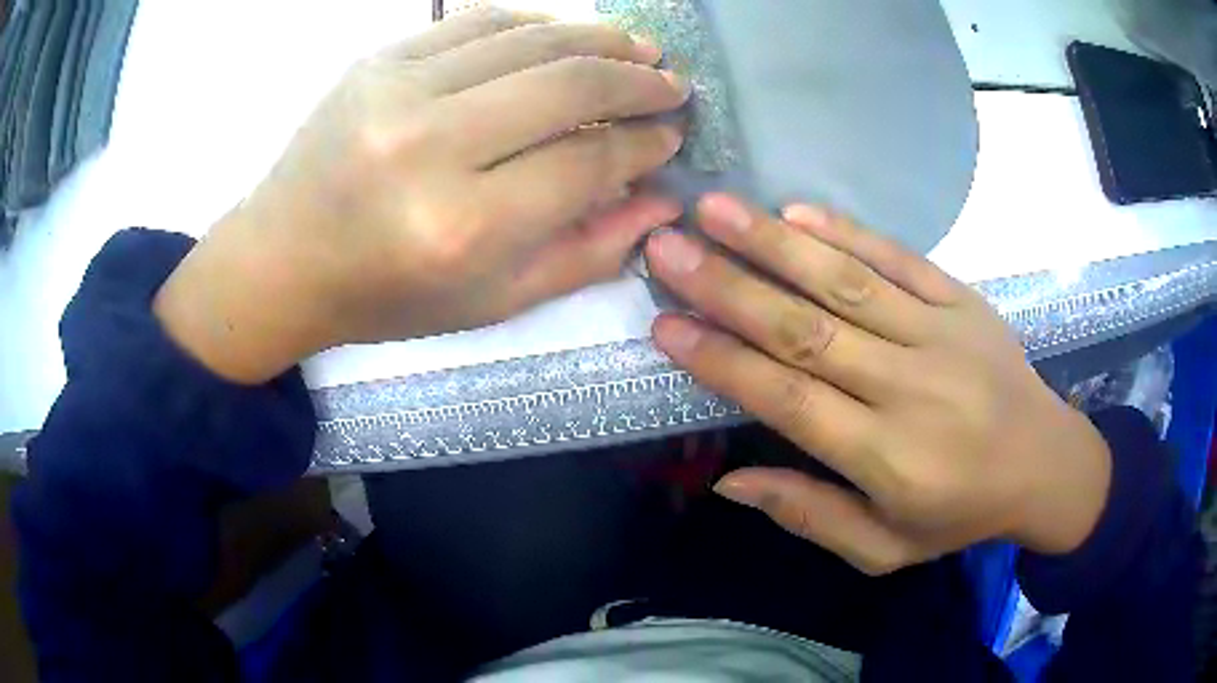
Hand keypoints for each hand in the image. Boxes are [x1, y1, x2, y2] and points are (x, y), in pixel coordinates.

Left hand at [154, 8, 687, 382]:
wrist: (282, 260)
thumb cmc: (386, 296)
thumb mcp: (492, 302)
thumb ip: (586, 253)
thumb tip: (659, 200)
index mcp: (462, 226)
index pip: (586, 163)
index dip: (644, 146)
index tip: (672, 138)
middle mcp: (430, 146)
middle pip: (566, 86)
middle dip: (637, 81)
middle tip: (673, 85)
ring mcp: (396, 90)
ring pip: (528, 40)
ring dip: (599, 38)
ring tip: (641, 46)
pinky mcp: (377, 61)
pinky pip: (474, 21)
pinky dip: (533, 22)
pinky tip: (566, 32)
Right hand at [646, 195, 1112, 574]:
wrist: (1044, 462)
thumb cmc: (960, 514)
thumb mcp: (883, 549)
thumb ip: (810, 515)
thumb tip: (730, 481)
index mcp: (888, 458)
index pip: (790, 400)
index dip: (723, 361)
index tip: (665, 324)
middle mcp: (909, 388)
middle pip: (807, 331)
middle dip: (728, 286)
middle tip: (666, 247)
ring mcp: (941, 334)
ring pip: (846, 282)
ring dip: (775, 242)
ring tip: (715, 209)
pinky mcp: (962, 301)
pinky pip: (900, 259)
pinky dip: (846, 233)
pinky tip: (797, 211)